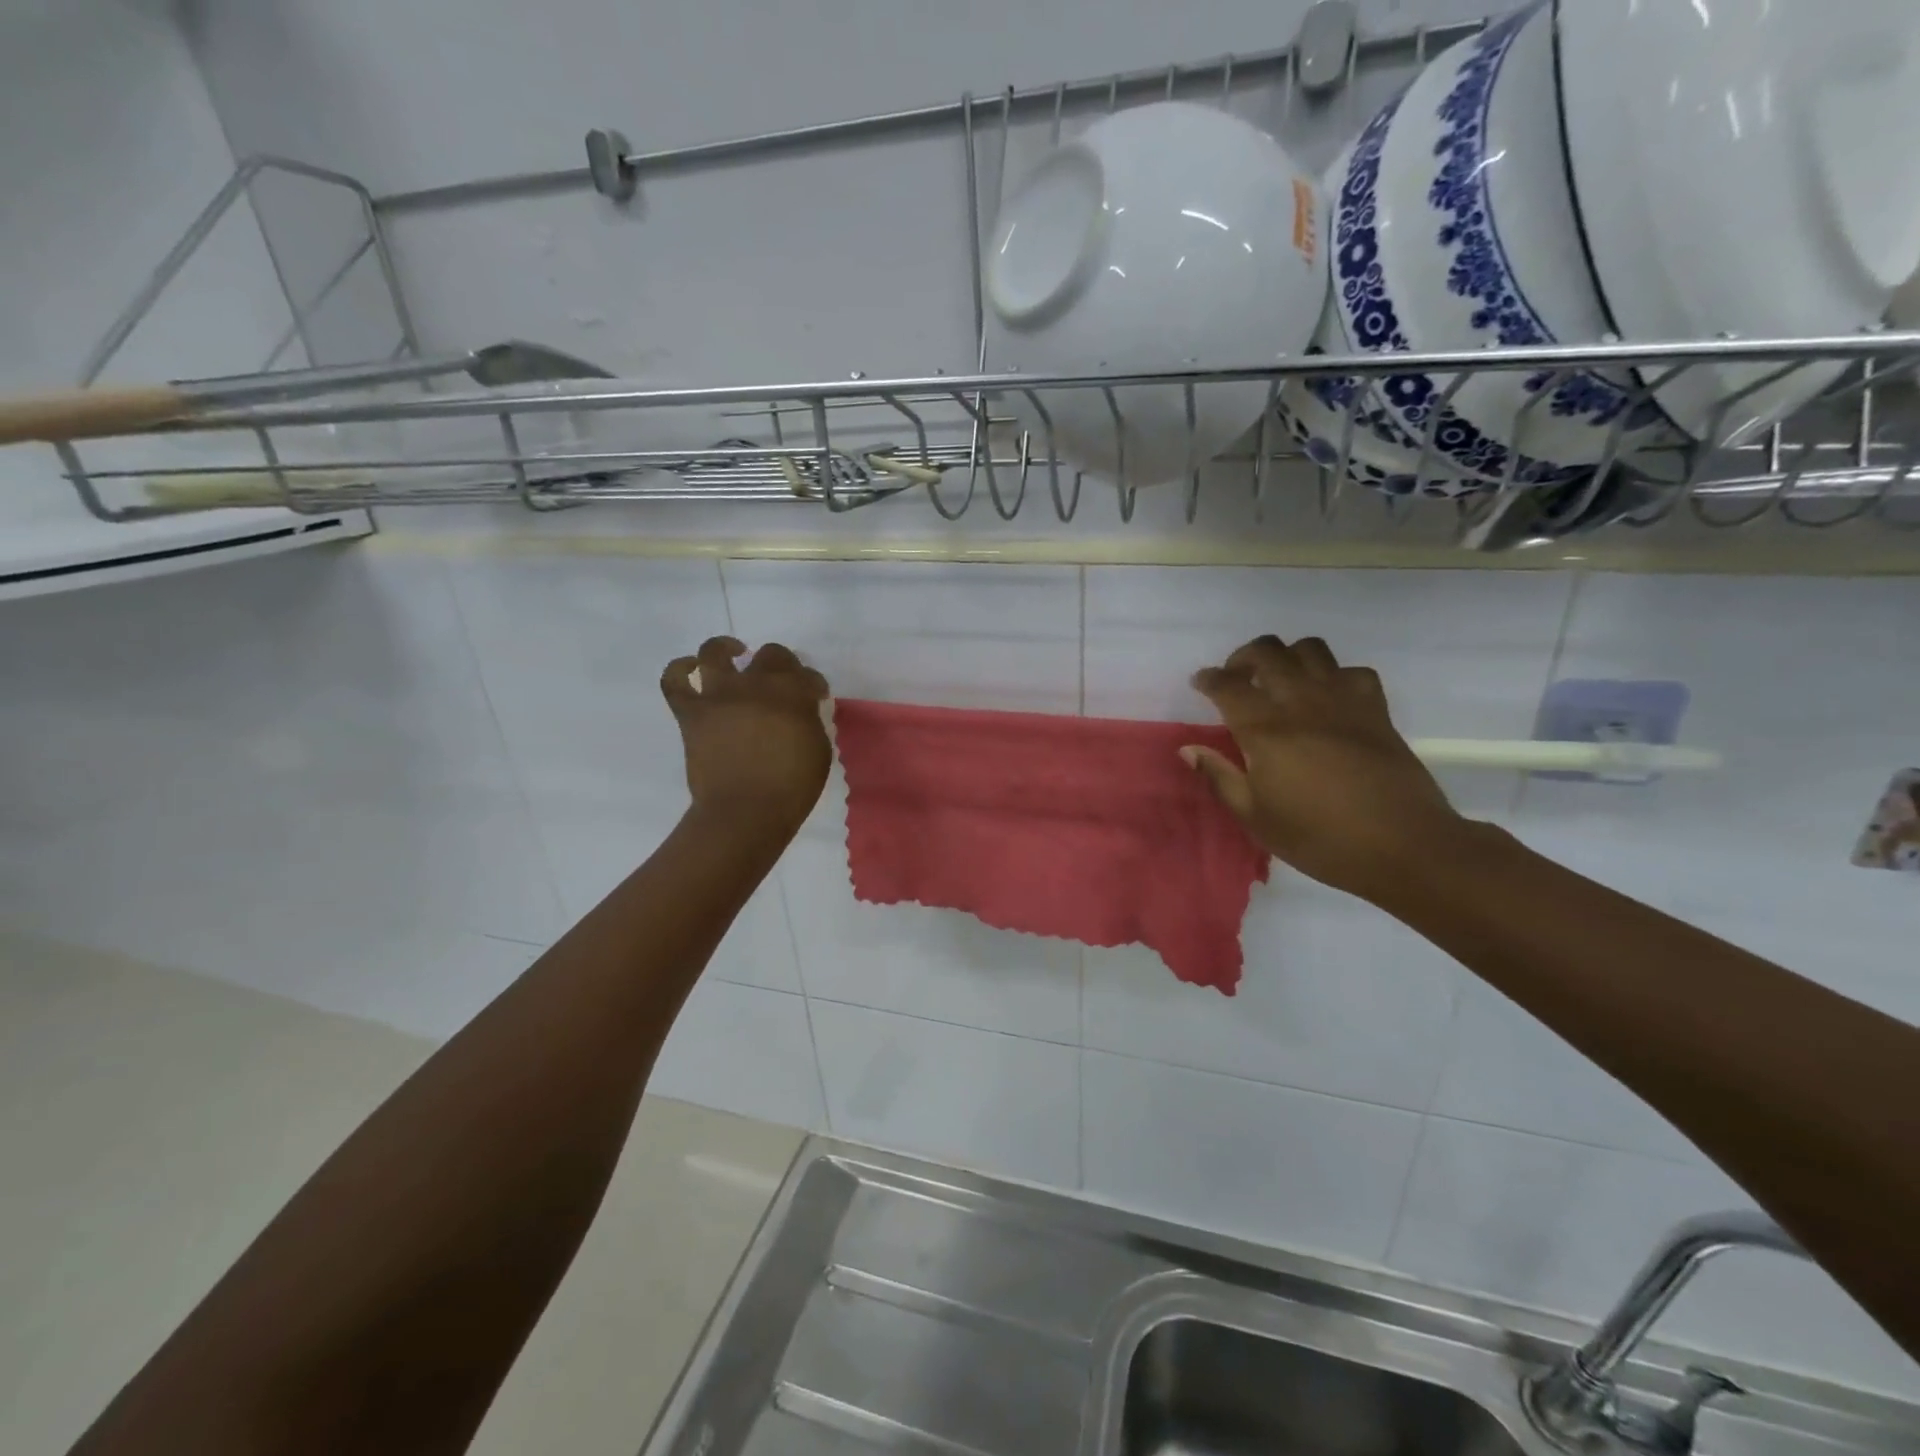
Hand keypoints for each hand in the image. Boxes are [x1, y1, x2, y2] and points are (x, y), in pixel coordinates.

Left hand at [662, 637, 831, 841]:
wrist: (745, 812)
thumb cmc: (791, 787)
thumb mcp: (818, 750)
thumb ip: (808, 721)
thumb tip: (799, 712)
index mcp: (792, 694)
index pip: (806, 674)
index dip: (812, 683)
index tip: (814, 697)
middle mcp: (755, 684)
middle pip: (770, 655)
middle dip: (781, 663)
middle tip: (781, 680)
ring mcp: (719, 695)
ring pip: (716, 653)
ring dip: (726, 649)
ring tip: (733, 654)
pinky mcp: (691, 712)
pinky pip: (675, 681)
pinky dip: (680, 669)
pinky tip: (691, 668)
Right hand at [1183, 634, 1465, 902]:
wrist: (1403, 846)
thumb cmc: (1319, 838)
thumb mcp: (1256, 817)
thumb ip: (1220, 777)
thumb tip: (1189, 750)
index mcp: (1265, 730)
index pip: (1227, 686)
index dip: (1208, 679)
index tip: (1200, 683)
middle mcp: (1301, 703)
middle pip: (1267, 652)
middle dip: (1243, 657)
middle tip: (1235, 679)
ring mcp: (1343, 701)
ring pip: (1310, 650)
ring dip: (1287, 656)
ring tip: (1279, 681)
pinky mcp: (1376, 709)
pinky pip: (1353, 672)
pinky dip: (1334, 675)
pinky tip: (1327, 698)